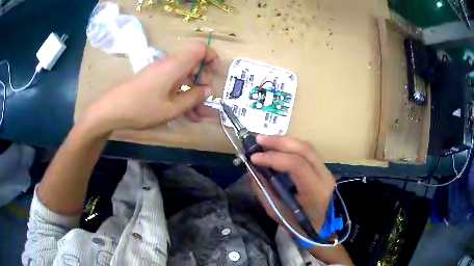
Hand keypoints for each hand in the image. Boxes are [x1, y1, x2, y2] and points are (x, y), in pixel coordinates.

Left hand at [86, 42, 219, 132]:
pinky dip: (181, 95)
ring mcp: (160, 72)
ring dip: (193, 93)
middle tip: (204, 100)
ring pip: (183, 77)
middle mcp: (169, 64)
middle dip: (203, 82)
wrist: (113, 110)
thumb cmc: (143, 108)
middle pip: (193, 64)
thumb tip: (208, 90)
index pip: (200, 49)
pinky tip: (185, 113)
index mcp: (176, 65)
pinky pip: (173, 83)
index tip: (214, 75)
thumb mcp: (172, 108)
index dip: (212, 58)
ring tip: (197, 115)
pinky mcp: (154, 80)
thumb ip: (193, 98)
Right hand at [250, 135, 335, 233]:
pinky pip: (306, 151)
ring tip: (265, 141)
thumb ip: (264, 190)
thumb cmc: (297, 225)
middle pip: (303, 149)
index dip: (274, 158)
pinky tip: (277, 147)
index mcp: (315, 191)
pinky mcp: (322, 168)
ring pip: (306, 146)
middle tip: (258, 139)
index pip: (297, 165)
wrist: (318, 227)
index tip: (254, 158)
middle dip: (278, 142)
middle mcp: (324, 176)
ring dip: (284, 141)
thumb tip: (251, 170)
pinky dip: (290, 146)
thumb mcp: (277, 212)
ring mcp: (326, 170)